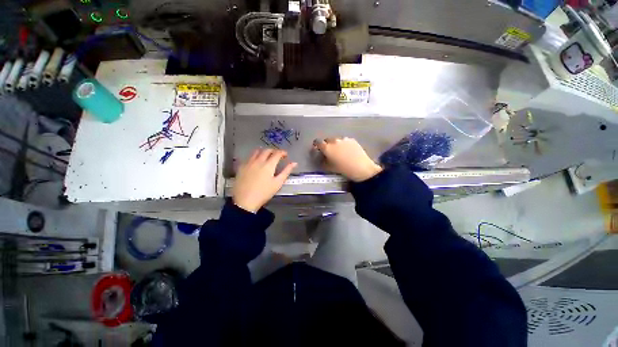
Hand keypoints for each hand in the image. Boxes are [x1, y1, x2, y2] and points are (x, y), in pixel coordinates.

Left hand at [233, 149, 296, 212]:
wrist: (245, 201)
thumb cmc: (264, 193)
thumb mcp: (278, 183)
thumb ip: (286, 171)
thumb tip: (294, 163)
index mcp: (268, 165)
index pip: (277, 153)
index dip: (282, 152)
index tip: (285, 155)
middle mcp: (258, 161)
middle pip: (267, 150)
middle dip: (274, 151)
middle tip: (277, 155)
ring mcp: (248, 163)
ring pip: (256, 151)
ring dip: (263, 151)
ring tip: (266, 156)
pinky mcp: (241, 167)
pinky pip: (249, 157)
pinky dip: (255, 156)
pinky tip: (256, 162)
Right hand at [314, 137, 381, 181]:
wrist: (361, 168)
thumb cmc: (343, 169)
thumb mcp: (329, 168)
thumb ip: (323, 161)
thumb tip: (322, 157)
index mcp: (327, 147)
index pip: (317, 142)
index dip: (316, 145)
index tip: (317, 149)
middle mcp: (334, 141)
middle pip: (327, 140)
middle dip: (327, 145)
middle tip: (330, 152)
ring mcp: (344, 139)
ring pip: (336, 140)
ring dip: (336, 144)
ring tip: (340, 152)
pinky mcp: (352, 140)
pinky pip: (344, 141)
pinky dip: (344, 144)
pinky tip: (348, 151)